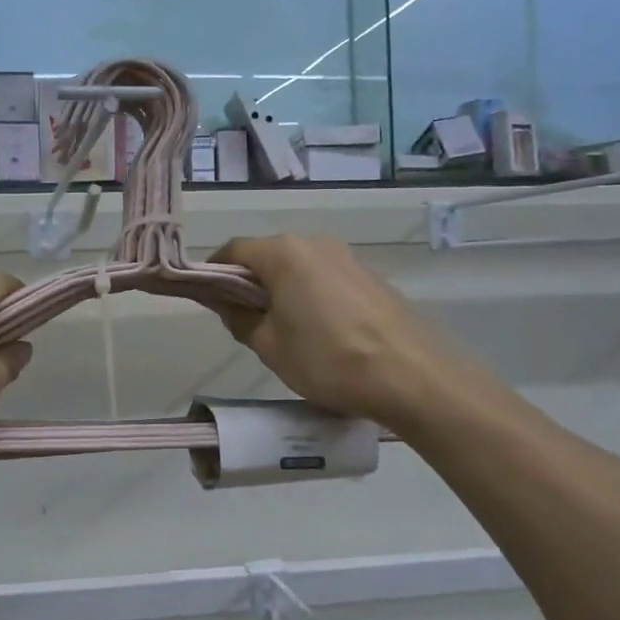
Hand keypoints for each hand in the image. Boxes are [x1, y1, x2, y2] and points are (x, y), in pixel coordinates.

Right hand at [209, 235, 445, 425]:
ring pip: (299, 267)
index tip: (207, 300)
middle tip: (243, 321)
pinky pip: (326, 279)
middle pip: (267, 256)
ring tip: (284, 331)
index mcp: (284, 253)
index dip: (213, 273)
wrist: (412, 376)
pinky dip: (310, 296)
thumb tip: (226, 303)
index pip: (233, 250)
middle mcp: (315, 243)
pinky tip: (320, 332)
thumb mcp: (269, 346)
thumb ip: (239, 318)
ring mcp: (347, 258)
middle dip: (249, 283)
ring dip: (281, 290)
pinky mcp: (371, 277)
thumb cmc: (328, 359)